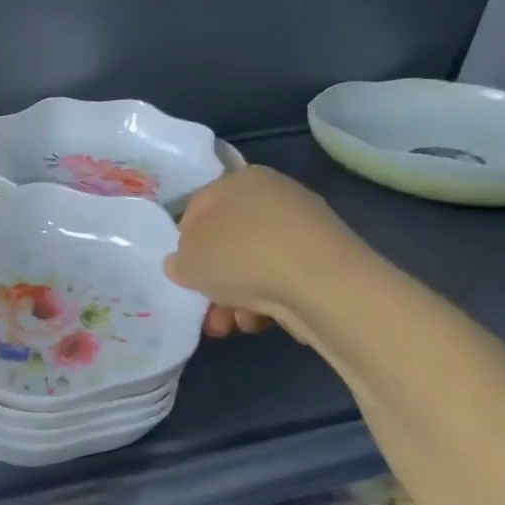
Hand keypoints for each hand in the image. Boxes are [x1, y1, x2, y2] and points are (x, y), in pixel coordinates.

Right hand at [164, 166, 365, 340]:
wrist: (320, 283)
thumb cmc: (240, 256)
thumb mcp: (186, 260)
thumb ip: (178, 260)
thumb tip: (184, 263)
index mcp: (238, 179)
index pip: (198, 208)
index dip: (185, 243)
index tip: (183, 272)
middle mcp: (273, 194)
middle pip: (228, 241)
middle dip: (214, 280)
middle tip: (205, 308)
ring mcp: (304, 226)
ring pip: (254, 265)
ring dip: (236, 297)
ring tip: (231, 325)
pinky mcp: (326, 258)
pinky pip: (282, 278)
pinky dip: (268, 300)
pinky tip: (260, 321)